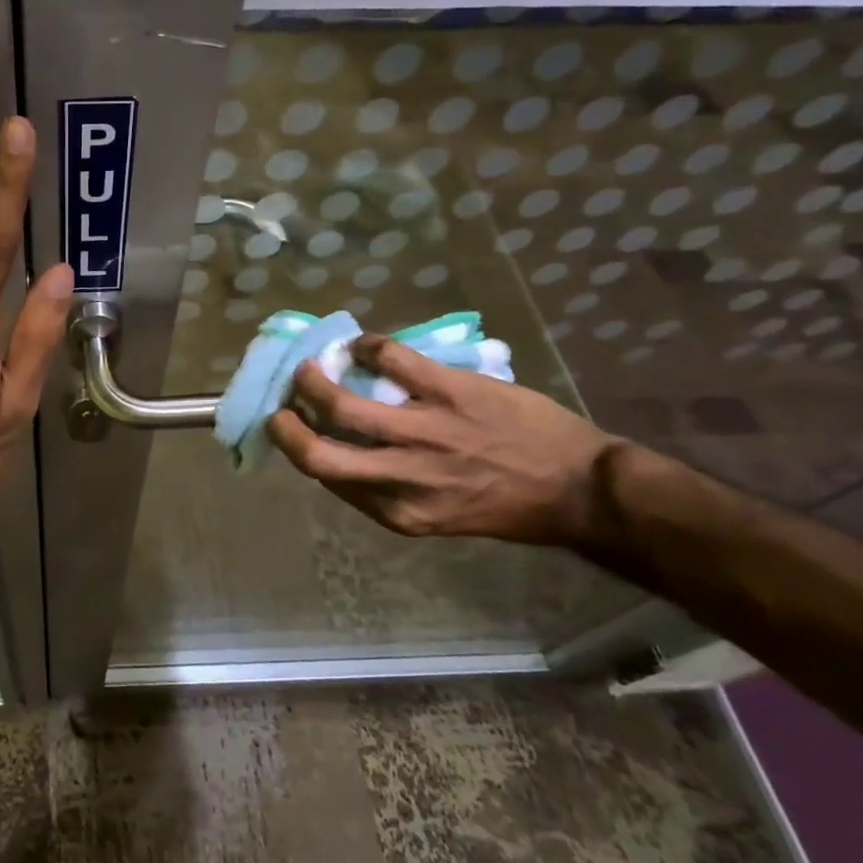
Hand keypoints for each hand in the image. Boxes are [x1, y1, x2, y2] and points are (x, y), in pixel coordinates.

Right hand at [267, 336, 623, 548]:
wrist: (581, 489)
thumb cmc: (507, 507)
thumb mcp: (439, 515)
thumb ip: (389, 491)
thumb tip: (346, 454)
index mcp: (398, 511)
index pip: (327, 480)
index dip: (302, 452)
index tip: (295, 433)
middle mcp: (402, 477)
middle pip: (316, 454)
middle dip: (285, 428)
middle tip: (280, 408)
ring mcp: (425, 432)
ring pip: (341, 404)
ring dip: (312, 381)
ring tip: (310, 368)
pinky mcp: (450, 391)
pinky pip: (392, 359)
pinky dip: (369, 347)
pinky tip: (365, 346)